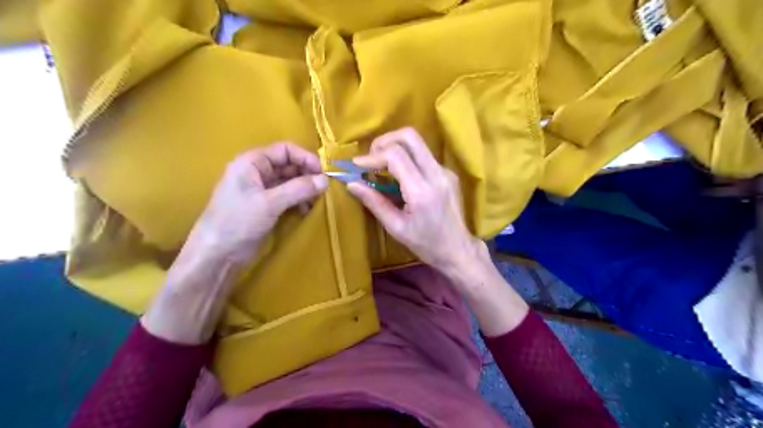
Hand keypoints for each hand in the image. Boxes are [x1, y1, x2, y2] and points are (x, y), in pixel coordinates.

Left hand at [191, 144, 327, 263]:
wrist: (217, 255)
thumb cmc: (238, 222)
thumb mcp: (269, 203)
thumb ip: (299, 189)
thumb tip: (325, 180)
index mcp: (252, 162)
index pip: (285, 150)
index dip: (305, 158)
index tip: (324, 172)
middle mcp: (257, 172)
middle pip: (289, 165)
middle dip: (307, 175)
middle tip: (324, 189)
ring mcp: (261, 190)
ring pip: (290, 182)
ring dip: (305, 189)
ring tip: (317, 201)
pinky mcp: (266, 207)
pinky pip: (288, 197)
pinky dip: (299, 201)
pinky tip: (306, 211)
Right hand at [354, 128, 527, 335]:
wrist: (458, 249)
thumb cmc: (426, 244)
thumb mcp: (396, 228)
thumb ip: (374, 203)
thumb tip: (351, 184)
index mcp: (422, 191)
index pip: (395, 156)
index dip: (372, 156)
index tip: (357, 165)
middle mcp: (436, 174)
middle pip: (410, 137)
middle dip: (385, 141)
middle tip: (370, 158)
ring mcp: (445, 171)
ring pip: (418, 143)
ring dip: (395, 147)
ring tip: (380, 165)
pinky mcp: (448, 173)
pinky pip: (423, 155)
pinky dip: (406, 157)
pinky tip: (398, 175)